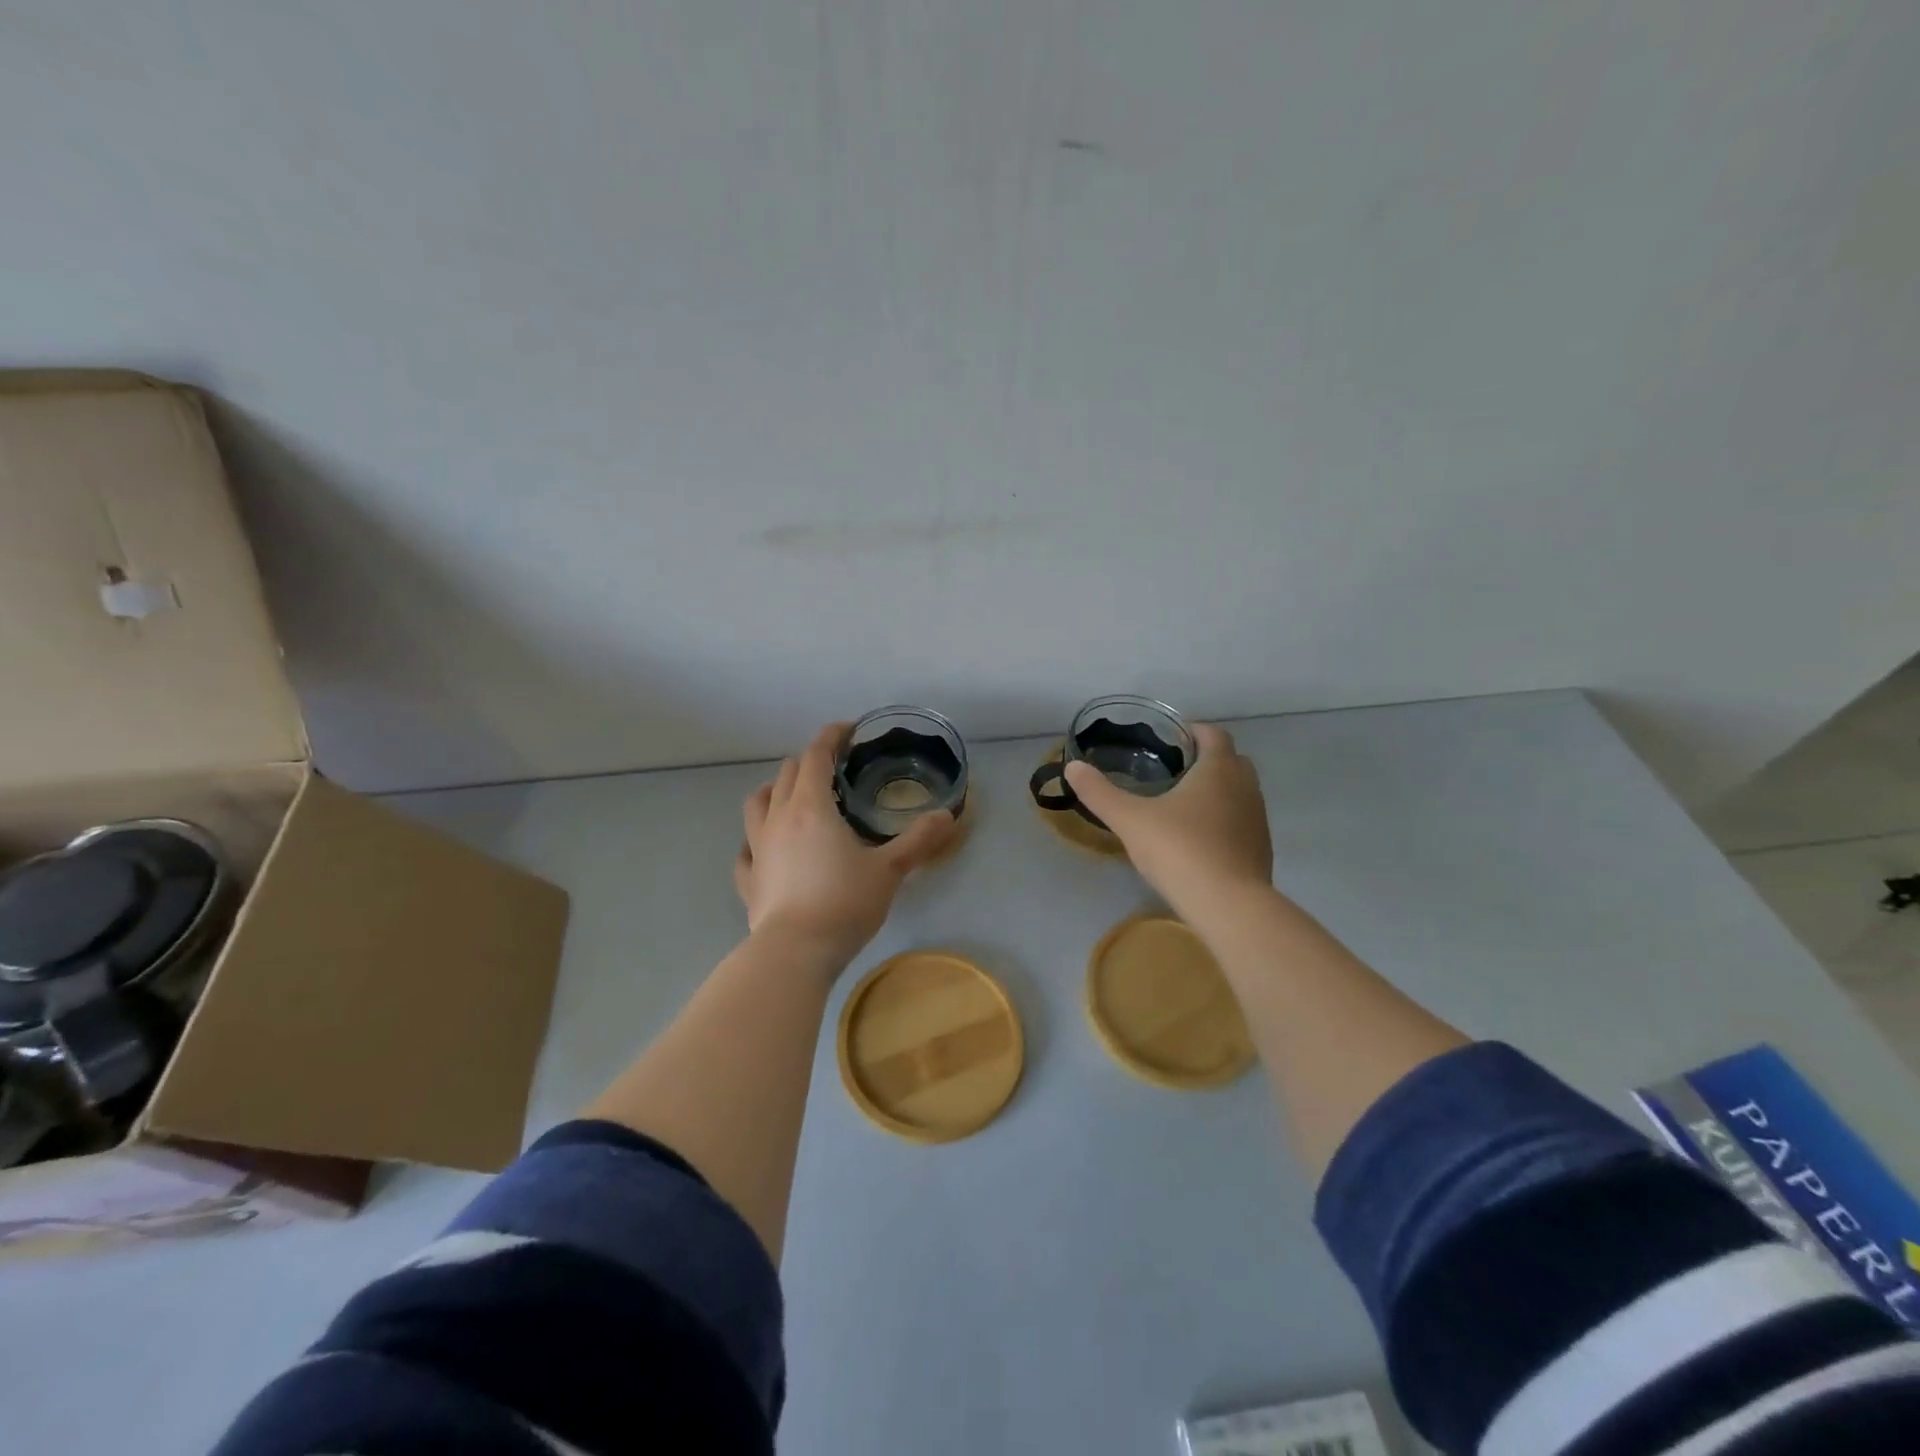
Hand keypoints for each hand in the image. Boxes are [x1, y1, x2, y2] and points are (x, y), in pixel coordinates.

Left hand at [733, 722, 956, 963]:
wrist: (796, 952)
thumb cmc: (844, 903)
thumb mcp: (889, 870)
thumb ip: (919, 840)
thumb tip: (948, 816)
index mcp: (812, 807)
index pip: (816, 755)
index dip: (831, 736)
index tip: (848, 730)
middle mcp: (779, 818)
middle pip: (787, 773)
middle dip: (809, 762)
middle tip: (834, 771)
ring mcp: (758, 848)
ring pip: (756, 802)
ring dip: (775, 791)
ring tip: (793, 797)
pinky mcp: (748, 879)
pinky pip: (746, 849)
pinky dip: (756, 839)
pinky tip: (766, 849)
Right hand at [1063, 722, 1272, 915]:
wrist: (1229, 906)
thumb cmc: (1179, 850)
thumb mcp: (1130, 819)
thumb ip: (1099, 792)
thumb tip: (1072, 767)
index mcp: (1218, 769)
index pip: (1213, 734)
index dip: (1193, 731)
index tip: (1169, 740)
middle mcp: (1245, 787)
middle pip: (1231, 760)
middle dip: (1206, 759)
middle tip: (1173, 770)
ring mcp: (1257, 819)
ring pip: (1239, 792)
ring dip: (1217, 791)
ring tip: (1182, 805)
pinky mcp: (1261, 849)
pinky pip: (1242, 821)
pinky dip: (1224, 820)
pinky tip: (1198, 839)